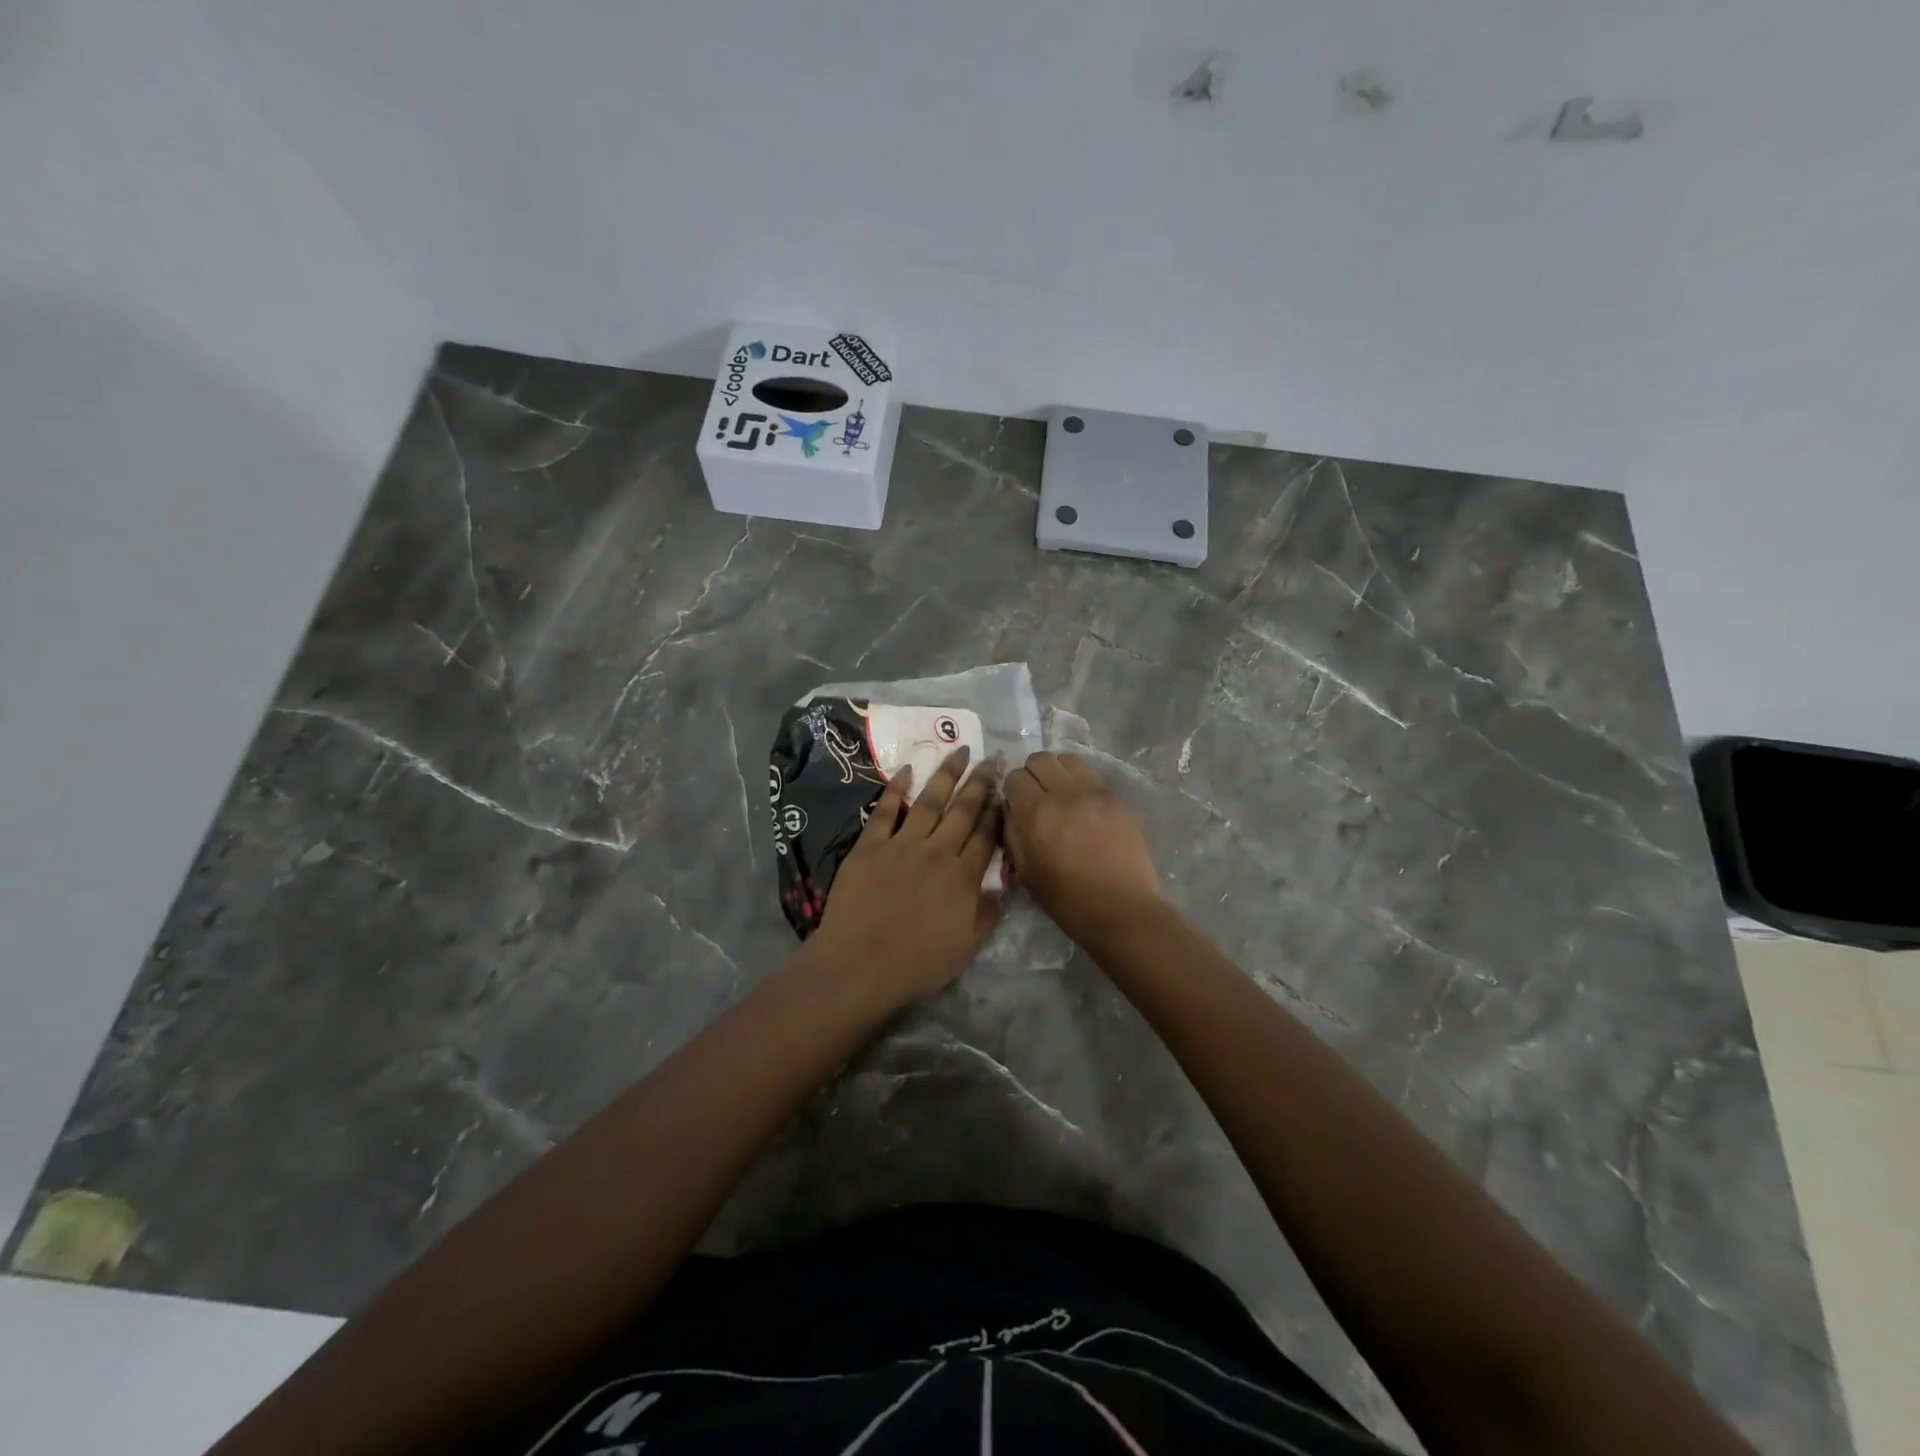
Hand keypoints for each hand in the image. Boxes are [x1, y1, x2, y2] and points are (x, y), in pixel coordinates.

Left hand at [809, 746, 1003, 1006]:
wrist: (860, 966)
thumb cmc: (916, 964)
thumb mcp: (966, 947)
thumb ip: (987, 915)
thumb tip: (1002, 890)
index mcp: (963, 877)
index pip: (987, 836)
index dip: (998, 811)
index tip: (1005, 789)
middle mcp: (937, 852)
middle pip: (963, 811)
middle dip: (979, 783)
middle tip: (990, 759)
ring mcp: (902, 845)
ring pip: (929, 802)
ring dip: (945, 775)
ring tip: (958, 751)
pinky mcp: (870, 846)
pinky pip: (885, 811)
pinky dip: (895, 789)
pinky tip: (907, 770)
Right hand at [1003, 751, 1164, 946]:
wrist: (1121, 910)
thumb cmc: (1067, 900)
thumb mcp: (1025, 871)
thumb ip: (1012, 832)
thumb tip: (1011, 808)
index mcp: (1036, 815)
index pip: (1014, 777)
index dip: (1012, 791)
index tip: (1017, 805)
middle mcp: (1064, 794)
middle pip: (1039, 759)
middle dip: (1033, 775)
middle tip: (1037, 796)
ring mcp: (1094, 792)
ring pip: (1067, 760)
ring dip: (1058, 772)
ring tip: (1061, 794)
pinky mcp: (1116, 798)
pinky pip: (1091, 775)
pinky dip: (1081, 782)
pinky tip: (1084, 804)